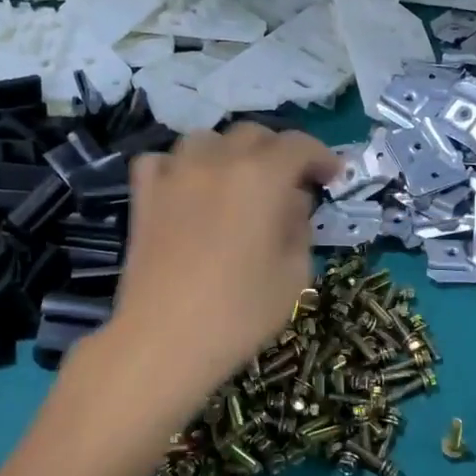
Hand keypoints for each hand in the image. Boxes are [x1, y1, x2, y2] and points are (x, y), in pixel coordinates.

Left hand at [105, 124, 340, 410]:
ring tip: (238, 182)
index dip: (321, 157)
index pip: (298, 145)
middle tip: (291, 184)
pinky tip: (188, 188)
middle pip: (253, 134)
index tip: (332, 177)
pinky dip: (181, 166)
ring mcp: (175, 175)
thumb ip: (300, 229)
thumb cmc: (241, 313)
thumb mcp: (295, 275)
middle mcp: (217, 162)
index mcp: (262, 178)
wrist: (165, 340)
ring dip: (230, 153)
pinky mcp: (144, 196)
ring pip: (207, 139)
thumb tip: (291, 204)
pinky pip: (162, 160)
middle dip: (279, 152)